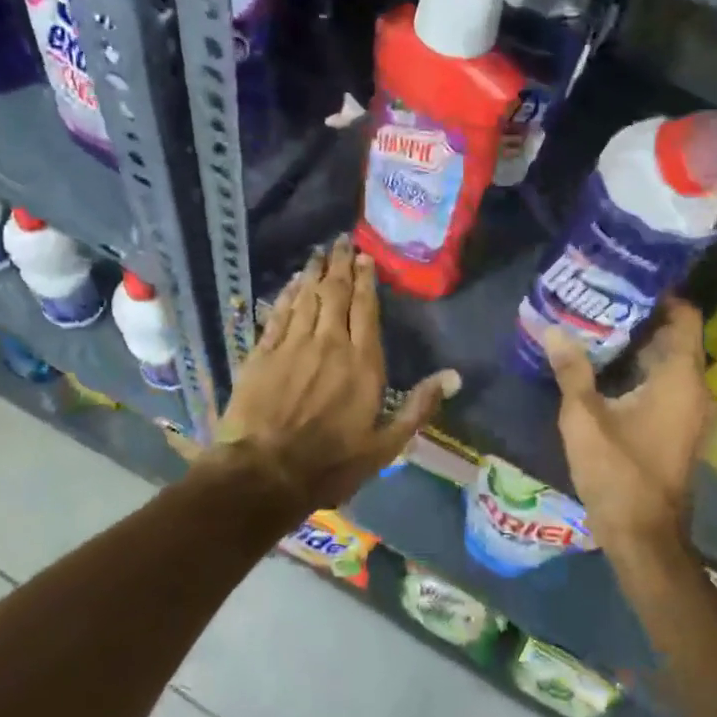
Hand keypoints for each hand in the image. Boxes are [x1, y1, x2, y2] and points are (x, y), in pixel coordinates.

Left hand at [167, 235, 459, 512]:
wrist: (264, 474)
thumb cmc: (331, 463)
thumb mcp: (385, 445)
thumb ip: (418, 407)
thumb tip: (454, 376)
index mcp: (362, 362)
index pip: (366, 308)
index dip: (366, 279)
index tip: (364, 257)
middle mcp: (329, 343)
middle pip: (336, 293)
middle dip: (339, 265)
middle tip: (340, 241)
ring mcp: (292, 345)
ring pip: (306, 298)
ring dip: (314, 273)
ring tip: (318, 253)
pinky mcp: (262, 354)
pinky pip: (278, 315)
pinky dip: (286, 295)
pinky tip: (291, 284)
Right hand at [544, 298, 712, 558]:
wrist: (644, 537)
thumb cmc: (618, 473)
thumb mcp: (584, 418)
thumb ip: (571, 370)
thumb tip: (552, 329)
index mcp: (681, 378)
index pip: (685, 317)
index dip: (661, 294)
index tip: (626, 279)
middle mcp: (694, 389)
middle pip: (675, 337)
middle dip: (641, 316)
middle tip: (601, 296)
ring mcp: (690, 411)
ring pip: (668, 362)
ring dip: (639, 344)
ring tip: (597, 323)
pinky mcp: (679, 428)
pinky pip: (665, 384)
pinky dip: (641, 369)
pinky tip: (606, 366)